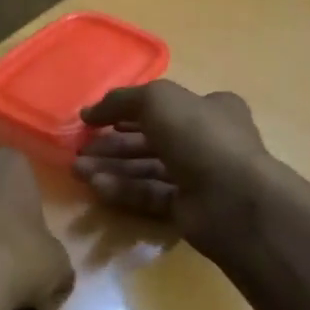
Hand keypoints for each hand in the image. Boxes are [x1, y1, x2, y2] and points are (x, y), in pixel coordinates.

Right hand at [74, 81, 270, 249]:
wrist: (232, 198)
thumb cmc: (199, 136)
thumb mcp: (157, 100)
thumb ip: (121, 100)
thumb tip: (89, 112)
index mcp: (210, 109)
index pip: (165, 107)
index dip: (128, 111)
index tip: (94, 120)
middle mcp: (206, 141)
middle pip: (151, 140)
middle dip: (113, 143)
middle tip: (80, 149)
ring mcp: (199, 178)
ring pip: (147, 169)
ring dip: (112, 167)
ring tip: (77, 170)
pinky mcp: (188, 209)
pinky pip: (150, 195)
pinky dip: (124, 190)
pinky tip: (97, 186)